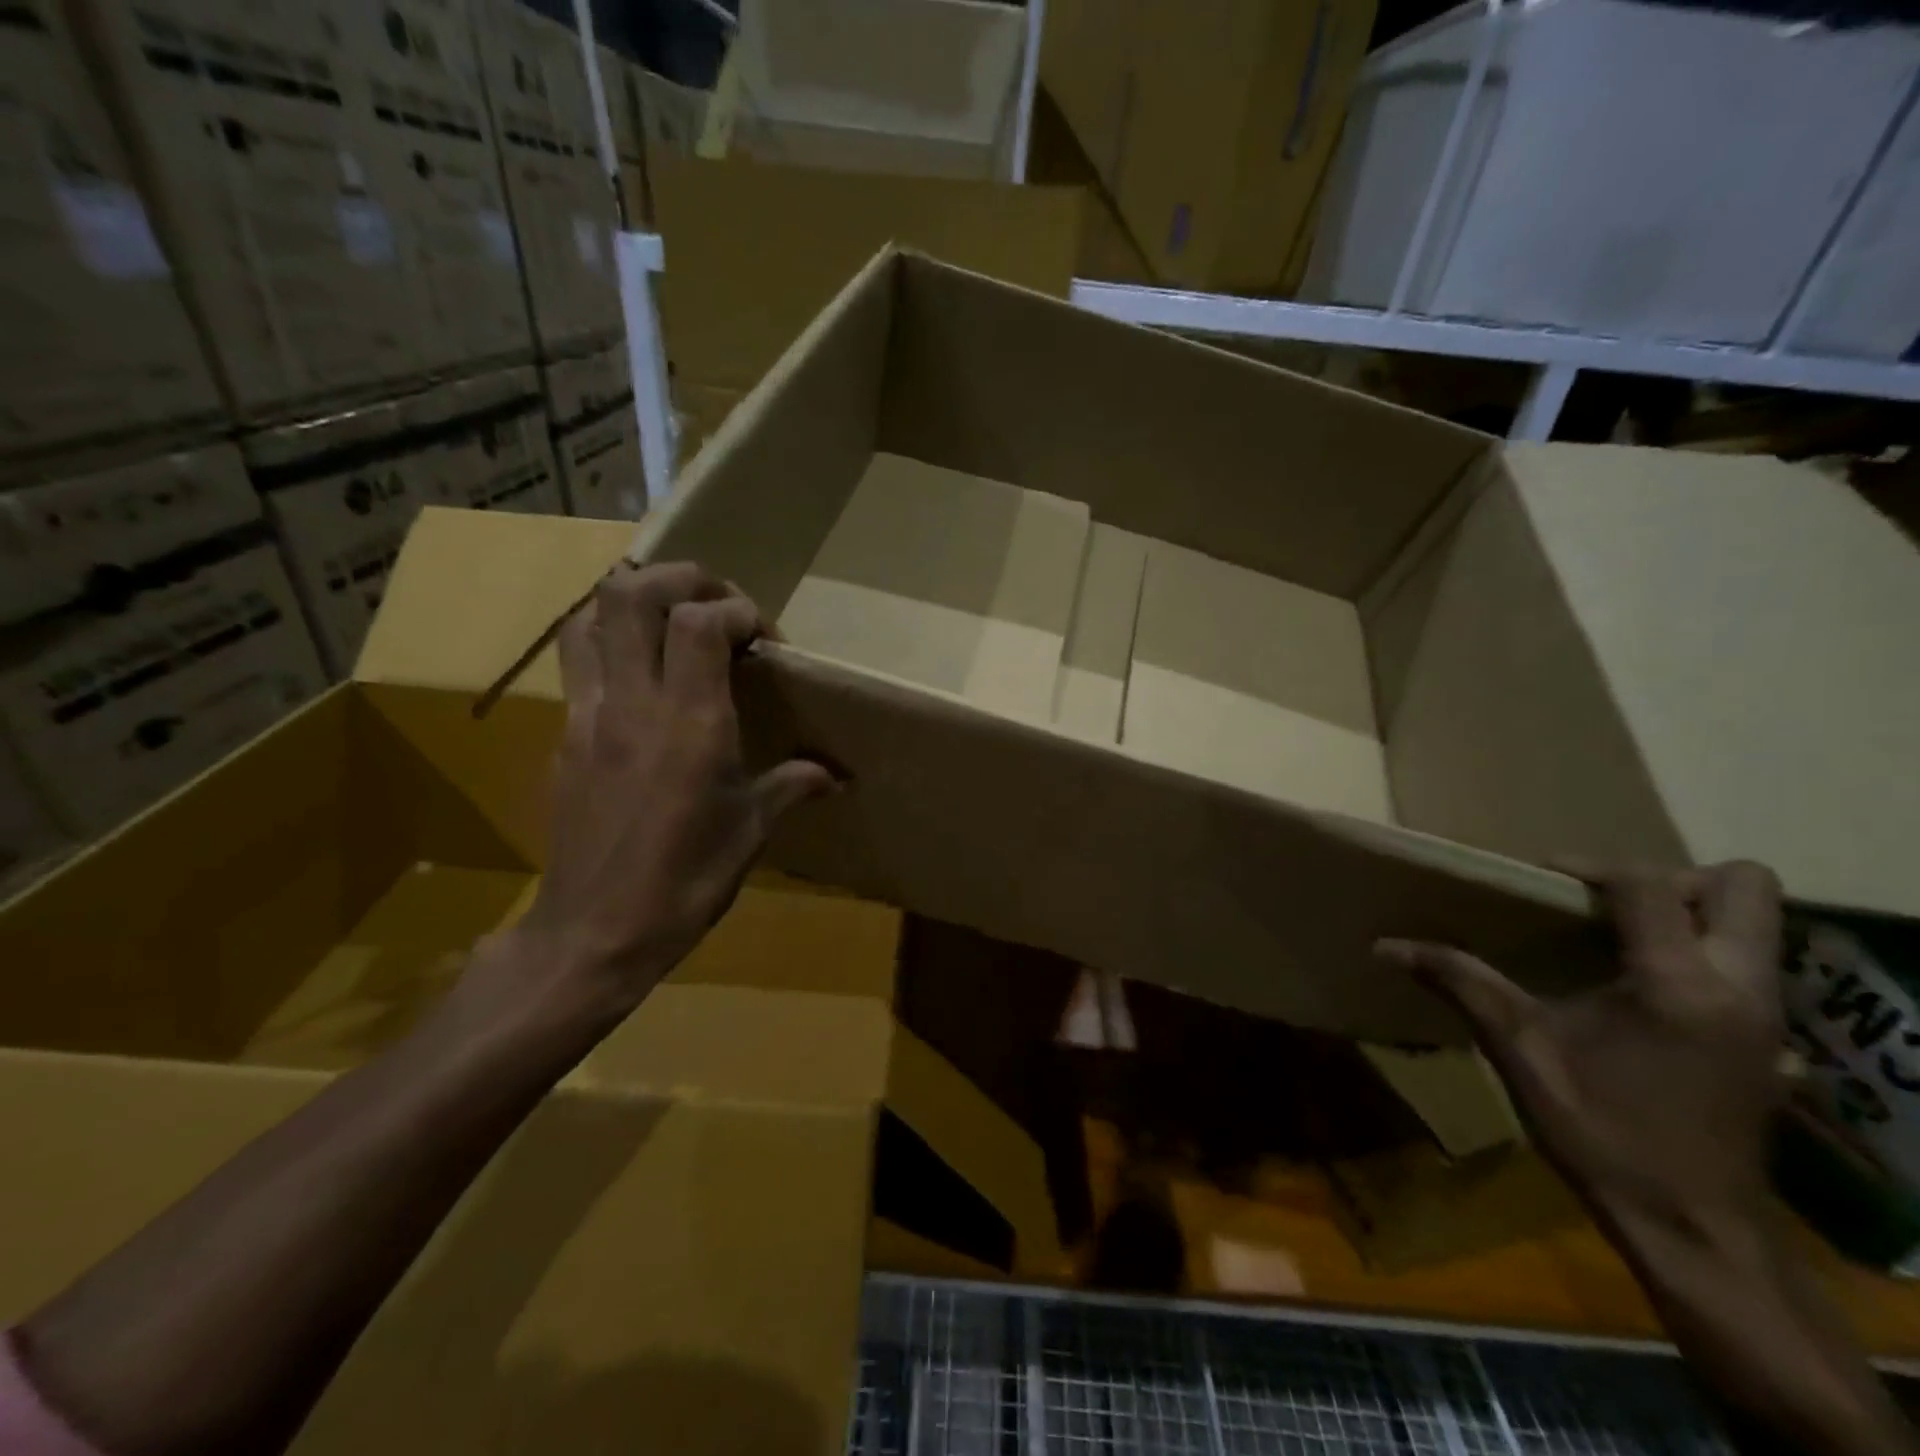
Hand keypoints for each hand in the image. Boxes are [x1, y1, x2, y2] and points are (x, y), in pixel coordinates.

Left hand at [504, 563, 835, 1012]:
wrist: (594, 932)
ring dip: (634, 598)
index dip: (739, 609)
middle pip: (633, 592)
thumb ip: (792, 785)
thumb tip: (835, 774)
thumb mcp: (751, 831)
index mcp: (690, 723)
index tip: (765, 641)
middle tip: (719, 603)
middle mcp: (634, 703)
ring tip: (672, 618)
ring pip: (590, 614)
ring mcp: (589, 714)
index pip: (701, 620)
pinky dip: (609, 637)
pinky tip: (641, 670)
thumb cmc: (685, 882)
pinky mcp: (565, 734)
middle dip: (683, 578)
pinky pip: (578, 659)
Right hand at [1377, 862, 1785, 1236]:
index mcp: (1678, 985)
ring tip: (1616, 934)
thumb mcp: (1519, 1050)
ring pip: (1755, 921)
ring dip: (1688, 910)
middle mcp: (1741, 987)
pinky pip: (1746, 959)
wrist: (1692, 1229)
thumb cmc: (1601, 1133)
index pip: (1648, 885)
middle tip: (1604, 903)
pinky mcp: (1770, 1037)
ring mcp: (1767, 1014)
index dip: (1589, 868)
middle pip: (1743, 884)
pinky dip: (1697, 947)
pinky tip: (1637, 981)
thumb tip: (1385, 945)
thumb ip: (1460, 982)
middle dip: (1670, 878)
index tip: (1540, 883)